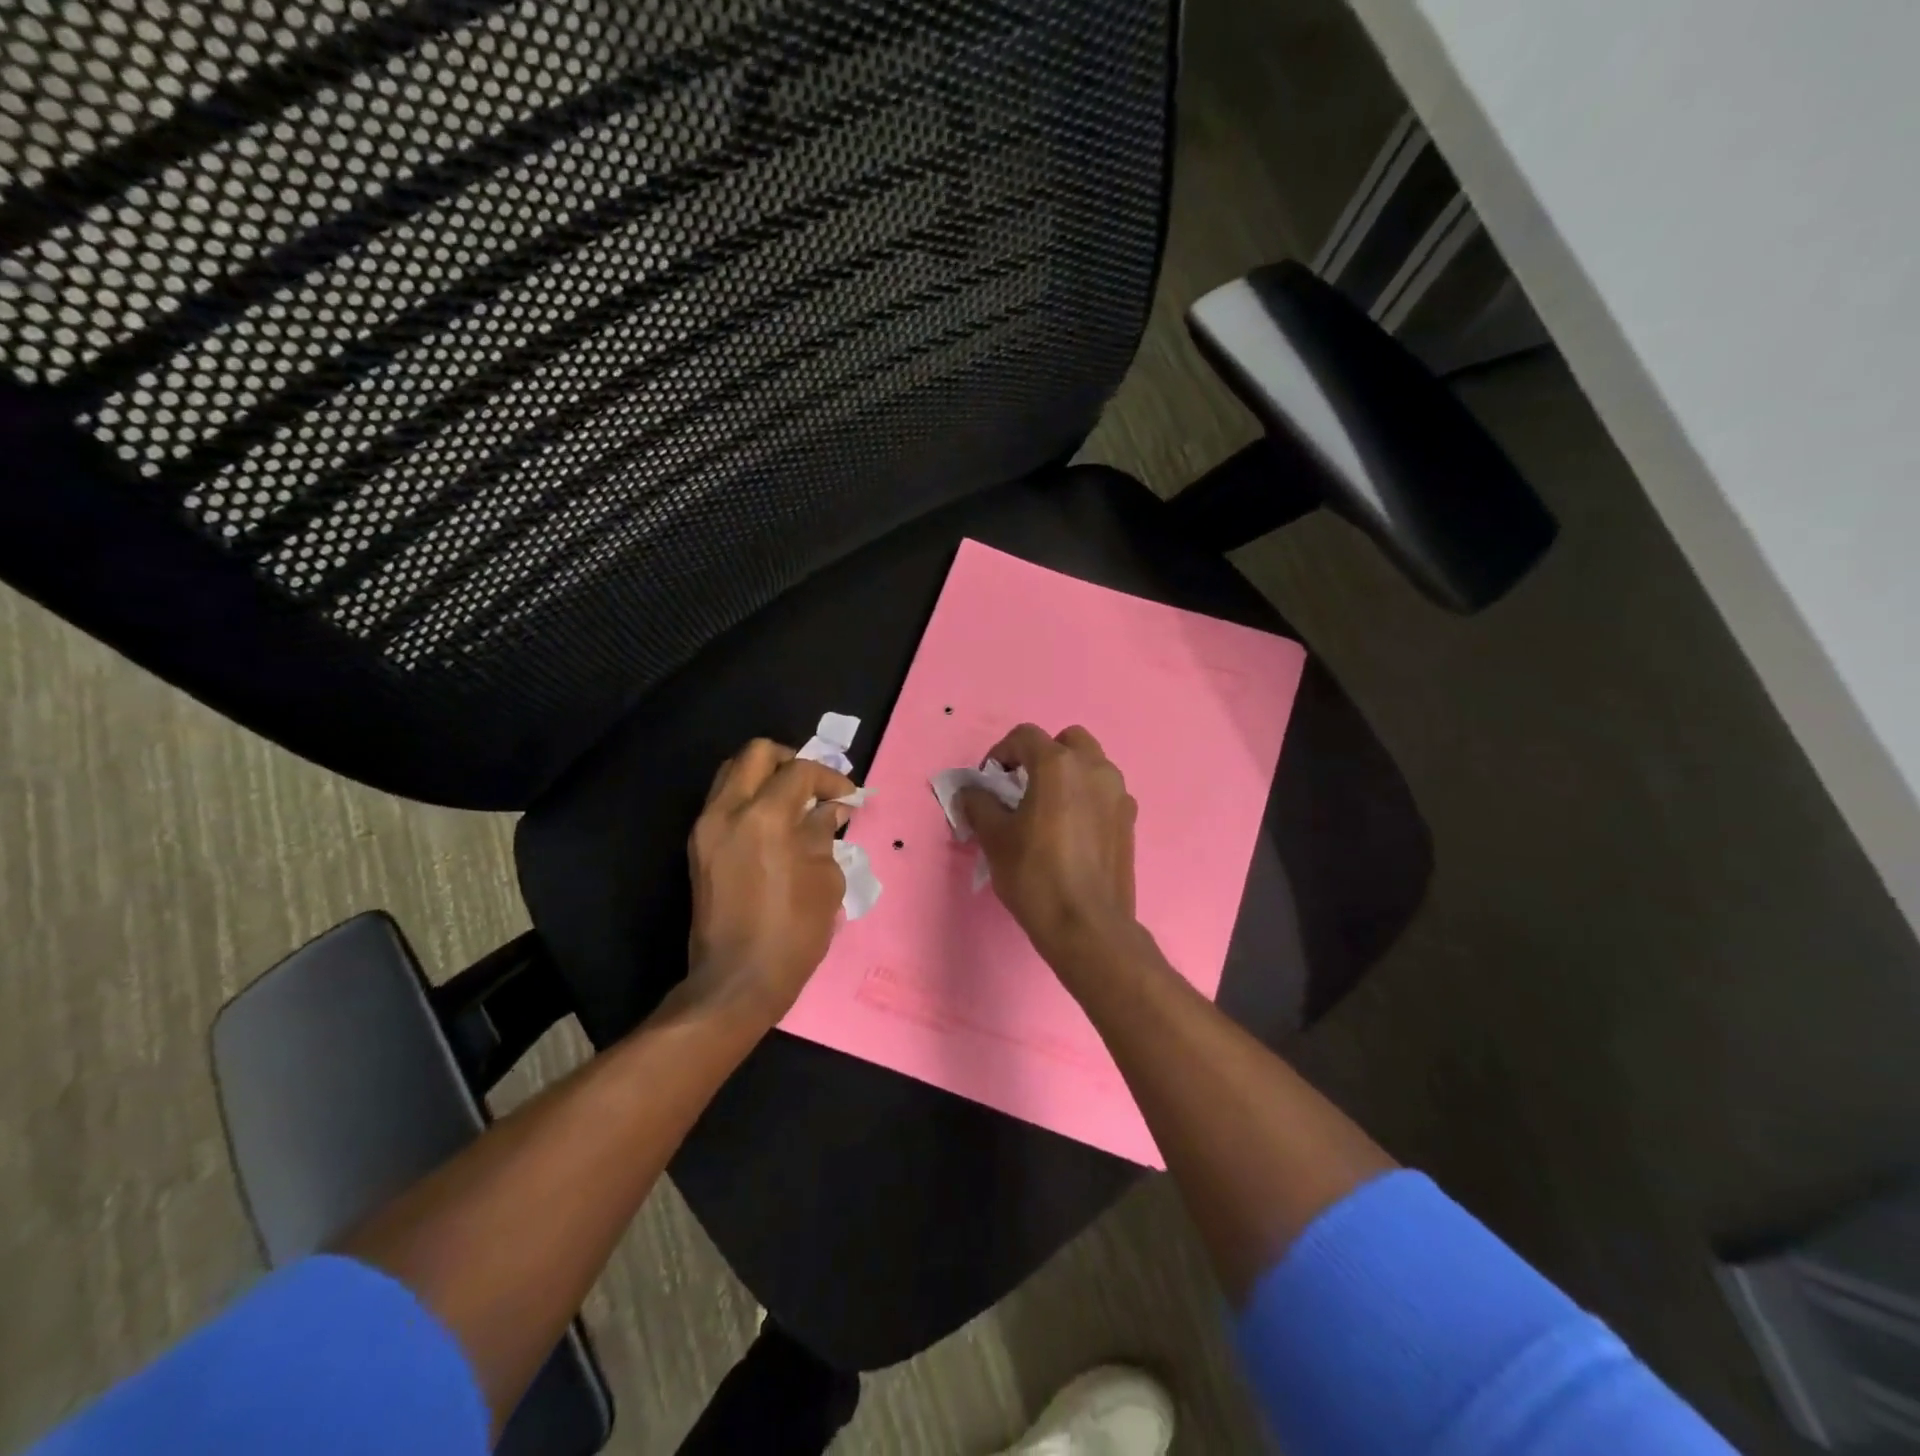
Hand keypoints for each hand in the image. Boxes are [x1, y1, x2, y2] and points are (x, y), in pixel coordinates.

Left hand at [684, 739, 855, 1026]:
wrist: (736, 981)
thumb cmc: (792, 932)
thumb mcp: (824, 879)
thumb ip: (824, 832)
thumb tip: (829, 810)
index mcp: (764, 817)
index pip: (799, 771)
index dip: (830, 777)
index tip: (848, 796)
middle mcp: (727, 812)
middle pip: (756, 753)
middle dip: (791, 760)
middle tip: (815, 785)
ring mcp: (706, 829)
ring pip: (733, 773)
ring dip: (766, 776)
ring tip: (794, 801)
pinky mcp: (698, 848)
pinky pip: (723, 802)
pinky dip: (750, 798)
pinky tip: (774, 823)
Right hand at [955, 724, 1139, 972]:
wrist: (1087, 925)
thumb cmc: (1035, 875)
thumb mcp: (994, 838)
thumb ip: (979, 804)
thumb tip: (970, 791)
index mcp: (1059, 765)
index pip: (1025, 736)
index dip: (1000, 752)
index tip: (990, 781)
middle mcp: (1095, 768)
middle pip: (1067, 741)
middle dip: (1042, 755)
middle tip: (1022, 786)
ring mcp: (1118, 794)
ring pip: (1091, 765)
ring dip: (1068, 775)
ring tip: (1047, 810)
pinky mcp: (1129, 820)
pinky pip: (1104, 793)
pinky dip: (1086, 798)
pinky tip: (1071, 831)